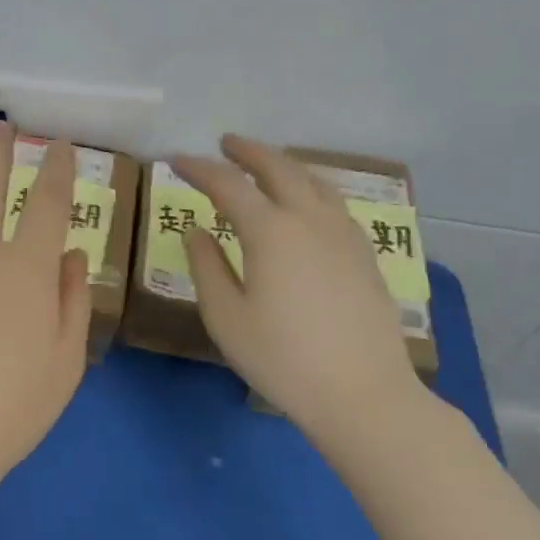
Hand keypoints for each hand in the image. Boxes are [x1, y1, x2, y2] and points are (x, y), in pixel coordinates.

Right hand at [174, 135, 421, 431]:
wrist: (363, 395)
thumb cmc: (282, 359)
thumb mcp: (225, 316)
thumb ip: (206, 266)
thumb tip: (197, 230)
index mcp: (270, 231)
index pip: (228, 185)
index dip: (199, 169)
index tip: (176, 161)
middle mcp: (310, 220)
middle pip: (279, 168)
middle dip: (248, 152)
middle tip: (225, 144)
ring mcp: (344, 235)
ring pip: (313, 181)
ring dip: (284, 165)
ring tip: (265, 165)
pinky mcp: (364, 255)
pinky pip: (334, 203)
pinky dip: (311, 187)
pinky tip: (306, 203)